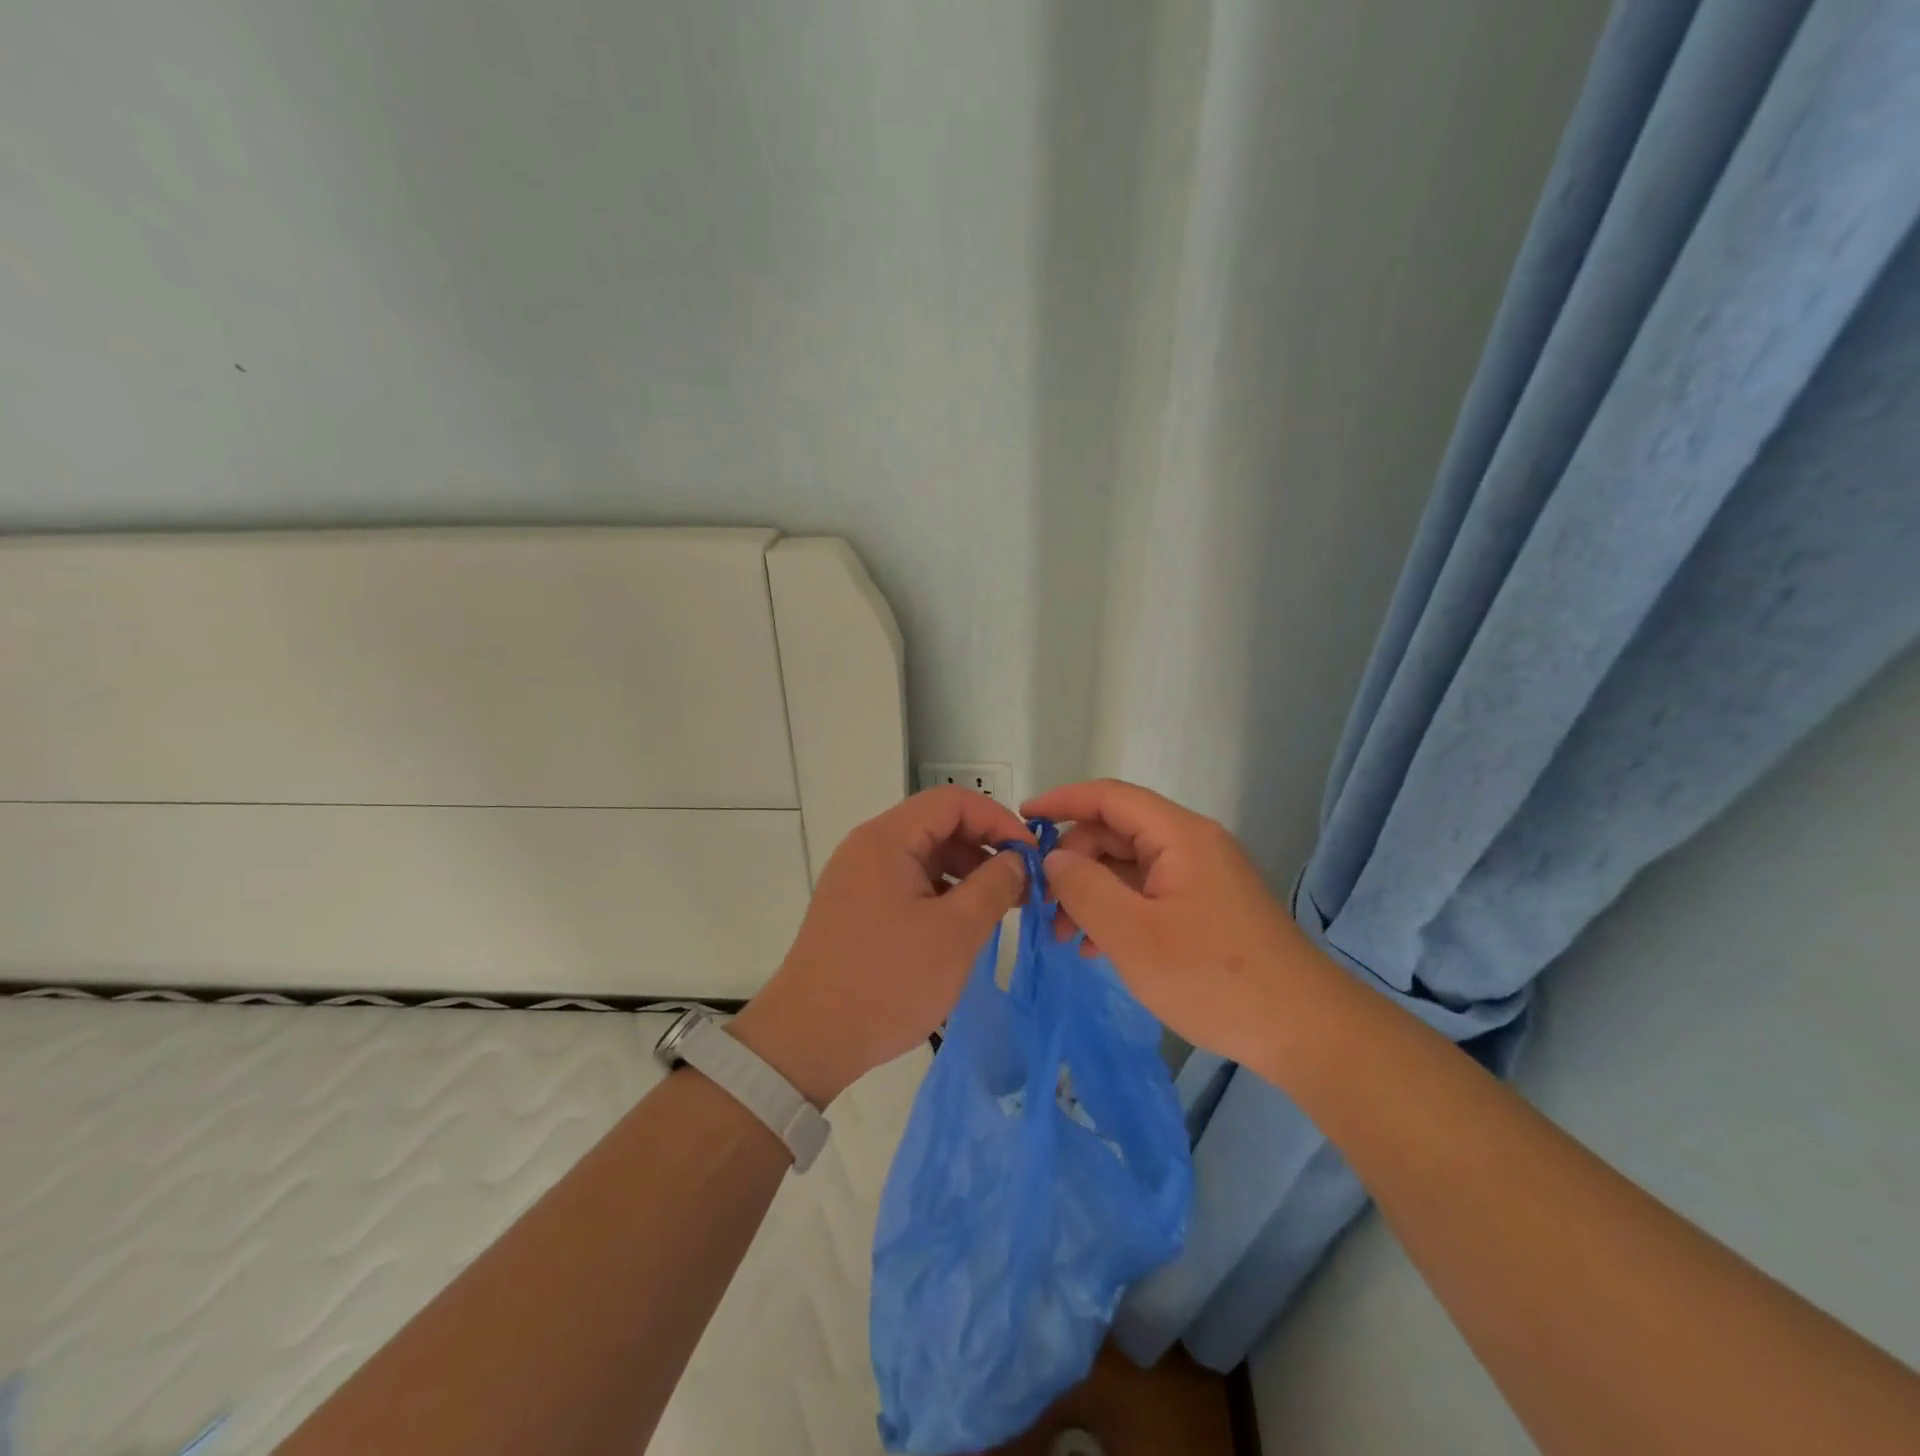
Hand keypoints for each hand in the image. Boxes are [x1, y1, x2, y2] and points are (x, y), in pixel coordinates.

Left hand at [731, 787, 1031, 1105]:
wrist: (808, 1041)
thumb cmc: (887, 980)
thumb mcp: (954, 932)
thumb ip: (994, 885)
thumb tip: (1015, 859)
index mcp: (887, 839)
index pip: (953, 801)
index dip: (998, 819)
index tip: (1030, 856)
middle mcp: (869, 848)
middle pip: (938, 826)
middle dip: (984, 848)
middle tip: (1021, 888)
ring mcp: (859, 878)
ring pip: (925, 857)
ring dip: (966, 874)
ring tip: (998, 909)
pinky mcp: (857, 908)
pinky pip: (908, 884)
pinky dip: (942, 894)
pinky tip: (963, 926)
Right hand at [1020, 779, 1315, 1070]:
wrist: (1304, 1031)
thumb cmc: (1212, 977)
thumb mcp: (1132, 935)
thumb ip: (1083, 887)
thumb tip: (1054, 857)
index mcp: (1180, 835)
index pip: (1109, 796)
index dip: (1062, 801)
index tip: (1020, 819)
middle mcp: (1192, 844)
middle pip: (1117, 832)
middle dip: (1074, 862)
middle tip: (1043, 906)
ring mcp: (1202, 877)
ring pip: (1129, 866)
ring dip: (1092, 892)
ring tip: (1066, 938)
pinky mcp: (1207, 907)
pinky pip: (1148, 893)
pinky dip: (1118, 911)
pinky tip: (1098, 948)